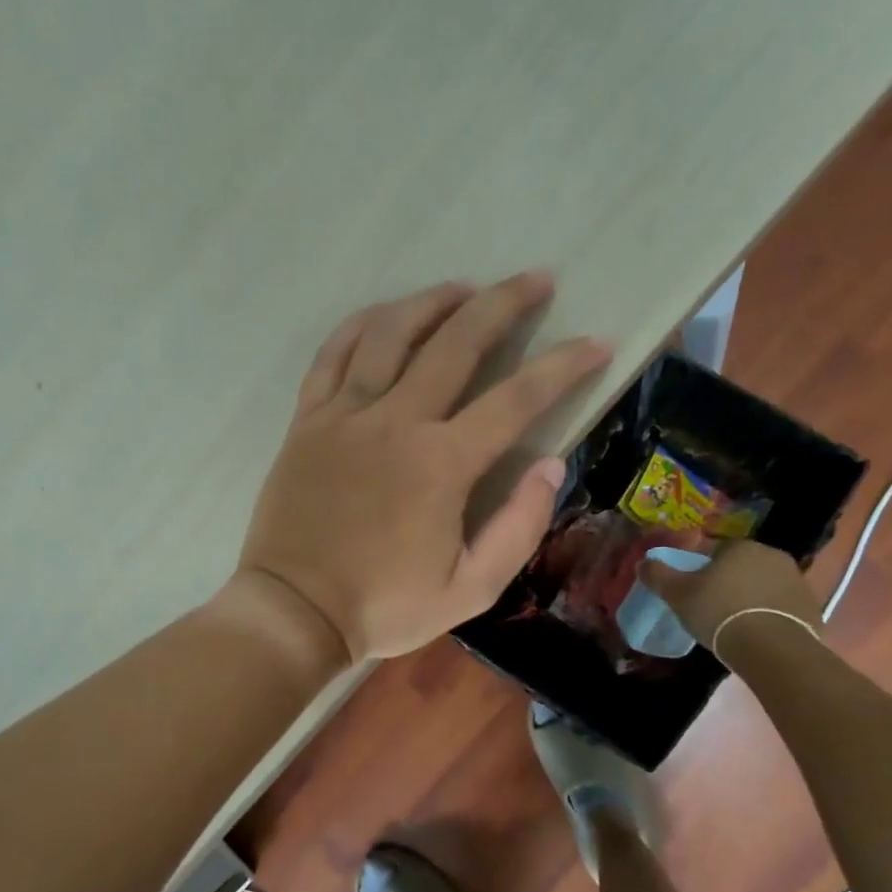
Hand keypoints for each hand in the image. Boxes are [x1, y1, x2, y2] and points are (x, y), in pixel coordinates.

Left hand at [236, 272, 611, 661]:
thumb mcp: (471, 589)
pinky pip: (333, 353)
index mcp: (442, 464)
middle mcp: (395, 422)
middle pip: (457, 342)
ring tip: (464, 287)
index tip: (596, 342)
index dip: (563, 365)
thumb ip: (518, 527)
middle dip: (504, 303)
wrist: (295, 612)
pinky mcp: (308, 420)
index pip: (516, 398)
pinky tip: (386, 314)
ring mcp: (345, 415)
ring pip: (391, 333)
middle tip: (536, 279)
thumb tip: (552, 465)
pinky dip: (362, 324)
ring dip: (433, 301)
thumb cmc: (385, 606)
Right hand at [643, 540, 823, 655]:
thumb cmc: (720, 612)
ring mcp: (798, 583)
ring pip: (765, 587)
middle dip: (730, 583)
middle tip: (713, 608)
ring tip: (736, 625)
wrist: (772, 649)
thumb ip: (658, 575)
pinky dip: (771, 617)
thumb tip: (644, 562)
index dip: (702, 570)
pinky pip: (783, 609)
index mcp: (742, 547)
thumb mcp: (678, 594)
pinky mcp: (813, 609)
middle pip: (743, 568)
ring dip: (752, 599)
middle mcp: (773, 557)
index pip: (716, 552)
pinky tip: (758, 636)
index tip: (694, 591)